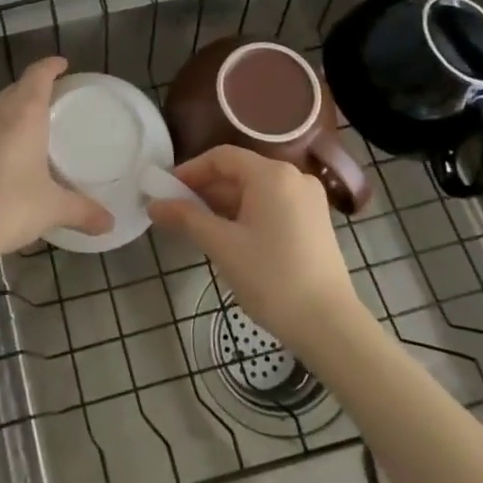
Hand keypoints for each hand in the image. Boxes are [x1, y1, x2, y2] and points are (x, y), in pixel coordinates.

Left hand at [0, 57, 111, 275]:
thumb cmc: (7, 208)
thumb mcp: (51, 209)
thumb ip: (83, 211)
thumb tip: (110, 223)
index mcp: (23, 113)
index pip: (38, 75)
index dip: (51, 66)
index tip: (62, 65)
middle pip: (17, 88)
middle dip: (34, 90)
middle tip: (54, 102)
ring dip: (12, 109)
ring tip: (28, 127)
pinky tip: (0, 153)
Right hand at [148, 146, 362, 349]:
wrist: (328, 325)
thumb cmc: (271, 278)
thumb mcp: (222, 245)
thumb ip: (186, 218)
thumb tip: (153, 205)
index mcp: (272, 175)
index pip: (222, 157)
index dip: (190, 170)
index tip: (165, 191)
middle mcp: (294, 177)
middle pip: (240, 172)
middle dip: (205, 189)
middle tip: (176, 212)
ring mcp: (308, 200)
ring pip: (255, 191)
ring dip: (224, 204)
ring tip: (197, 227)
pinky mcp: (314, 221)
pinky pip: (272, 205)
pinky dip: (246, 214)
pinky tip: (229, 236)